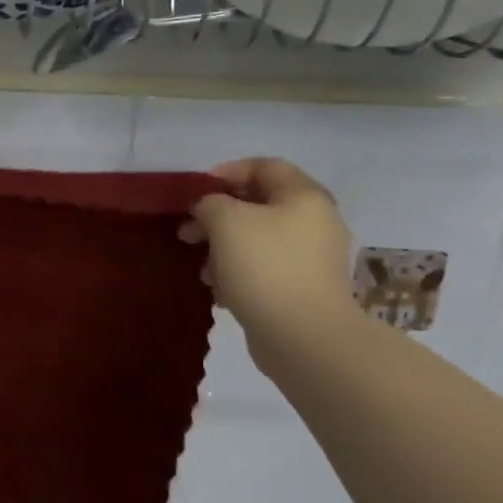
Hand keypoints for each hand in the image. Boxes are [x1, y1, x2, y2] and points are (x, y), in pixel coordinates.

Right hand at [180, 158, 357, 359]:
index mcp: (304, 196)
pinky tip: (221, 292)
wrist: (303, 337)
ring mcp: (312, 258)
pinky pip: (265, 269)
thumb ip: (210, 203)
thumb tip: (208, 209)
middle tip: (188, 233)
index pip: (264, 166)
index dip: (226, 173)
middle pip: (258, 205)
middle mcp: (315, 222)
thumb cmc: (264, 266)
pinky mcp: (303, 289)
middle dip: (217, 217)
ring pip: (257, 240)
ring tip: (203, 270)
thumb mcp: (225, 221)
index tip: (196, 193)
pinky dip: (239, 274)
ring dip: (224, 249)